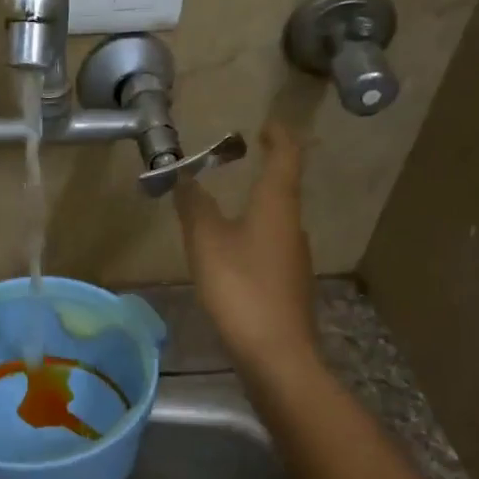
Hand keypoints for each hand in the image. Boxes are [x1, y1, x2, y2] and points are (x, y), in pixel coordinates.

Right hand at [173, 121, 318, 367]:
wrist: (276, 354)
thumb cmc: (241, 288)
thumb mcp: (206, 242)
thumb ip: (194, 206)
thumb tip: (183, 177)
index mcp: (277, 206)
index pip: (286, 157)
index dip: (278, 136)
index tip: (266, 124)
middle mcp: (292, 227)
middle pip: (283, 189)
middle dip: (264, 170)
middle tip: (235, 161)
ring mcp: (295, 259)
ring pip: (275, 221)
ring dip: (256, 206)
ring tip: (226, 208)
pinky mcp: (288, 286)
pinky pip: (269, 248)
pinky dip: (252, 237)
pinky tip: (231, 255)